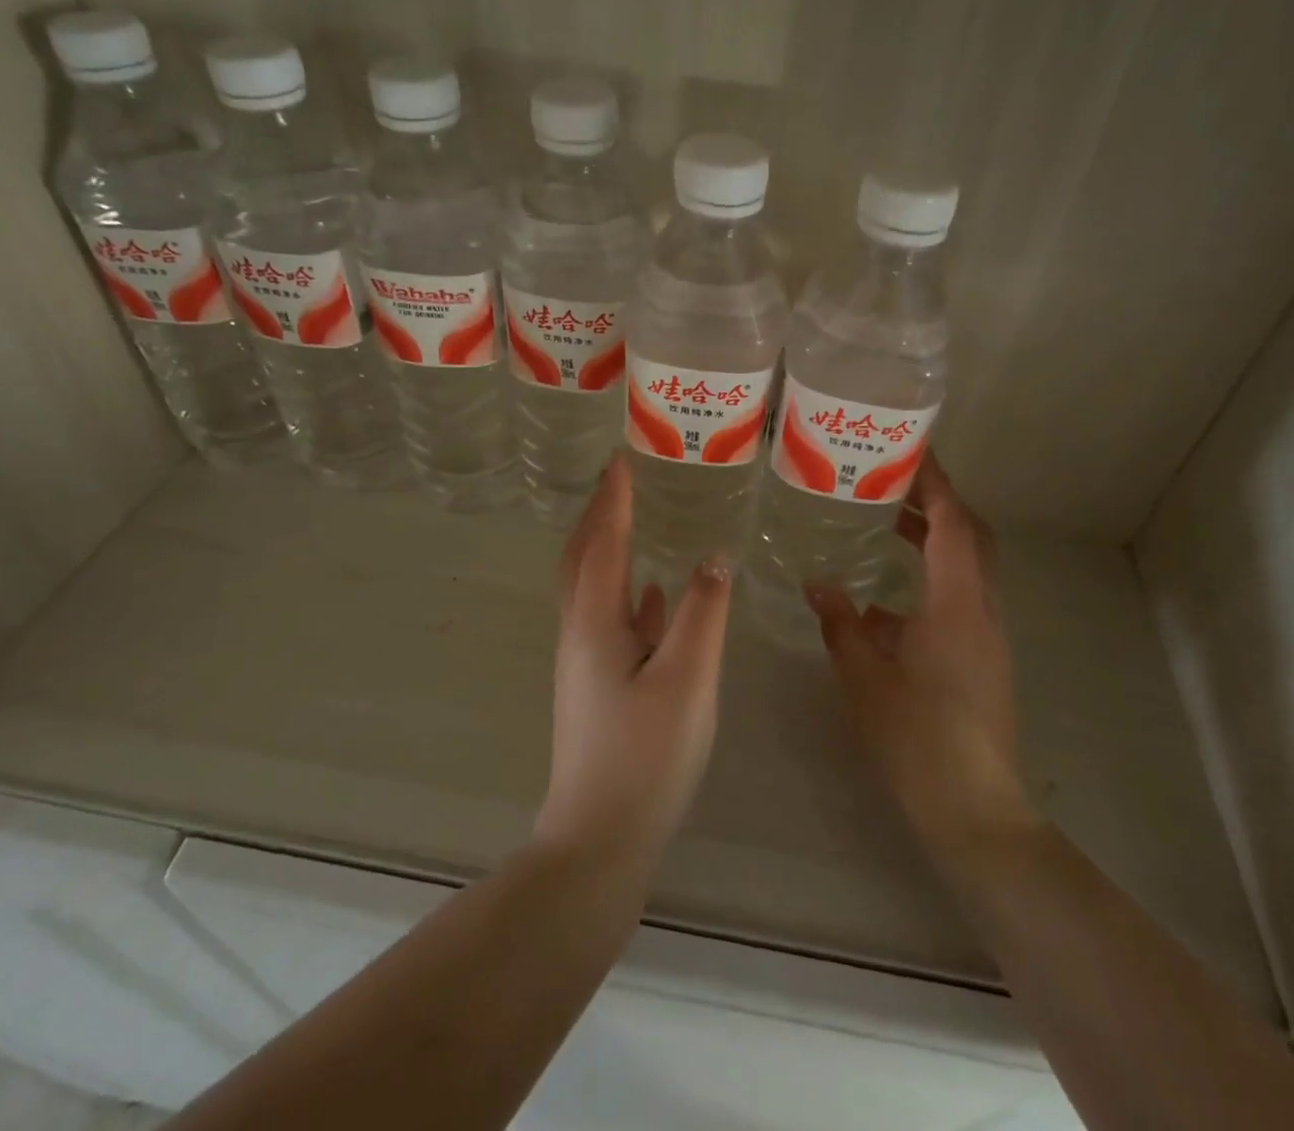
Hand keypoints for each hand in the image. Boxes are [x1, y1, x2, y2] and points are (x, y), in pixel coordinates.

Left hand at [534, 454, 732, 868]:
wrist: (600, 837)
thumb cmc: (646, 754)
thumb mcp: (688, 677)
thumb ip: (703, 612)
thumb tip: (713, 556)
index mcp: (594, 620)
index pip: (603, 540)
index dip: (614, 497)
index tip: (622, 457)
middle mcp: (580, 631)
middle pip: (582, 557)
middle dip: (598, 514)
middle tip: (620, 480)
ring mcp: (585, 661)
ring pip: (593, 586)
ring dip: (607, 547)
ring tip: (632, 521)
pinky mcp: (597, 686)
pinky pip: (610, 618)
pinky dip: (626, 591)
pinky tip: (654, 596)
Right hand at [807, 454, 1036, 866]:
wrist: (974, 807)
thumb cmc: (917, 736)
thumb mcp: (864, 675)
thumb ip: (841, 623)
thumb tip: (818, 584)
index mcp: (956, 603)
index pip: (953, 523)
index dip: (936, 483)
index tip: (911, 451)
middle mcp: (980, 608)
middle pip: (970, 537)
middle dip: (936, 503)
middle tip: (893, 482)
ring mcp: (987, 634)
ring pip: (967, 567)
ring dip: (934, 539)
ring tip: (887, 525)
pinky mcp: (983, 657)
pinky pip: (960, 597)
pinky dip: (931, 578)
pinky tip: (887, 600)